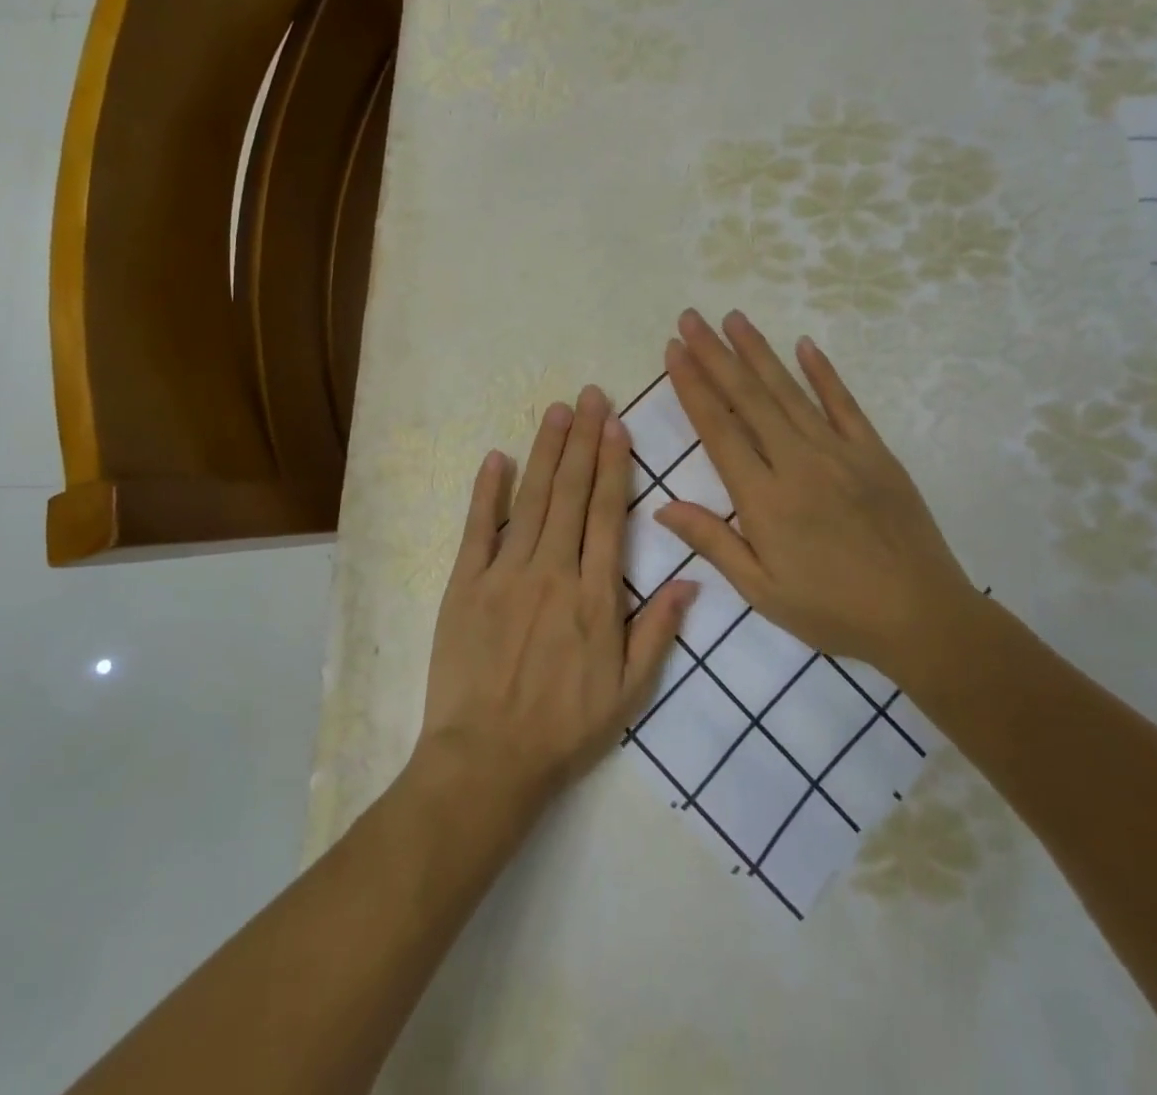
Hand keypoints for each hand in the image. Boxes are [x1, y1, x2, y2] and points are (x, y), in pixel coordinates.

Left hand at [415, 386, 693, 819]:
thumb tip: (692, 579)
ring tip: (556, 411)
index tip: (617, 425)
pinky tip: (497, 457)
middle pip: (570, 493)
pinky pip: (478, 529)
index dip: (613, 465)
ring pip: (531, 500)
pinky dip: (487, 491)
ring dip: (545, 452)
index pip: (607, 514)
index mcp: (594, 595)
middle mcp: (552, 572)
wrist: (487, 760)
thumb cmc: (564, 728)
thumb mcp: (629, 692)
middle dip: (582, 440)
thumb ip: (658, 631)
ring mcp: (505, 574)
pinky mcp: (465, 585)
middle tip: (589, 395)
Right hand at [654, 309, 981, 685]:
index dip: (693, 386)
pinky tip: (804, 345)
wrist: (921, 617)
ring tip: (733, 318)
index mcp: (764, 498)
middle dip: (715, 354)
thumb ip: (712, 542)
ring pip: (790, 391)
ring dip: (758, 352)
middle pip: (749, 398)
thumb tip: (662, 507)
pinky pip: (844, 404)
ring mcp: (840, 452)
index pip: (718, 429)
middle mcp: (798, 462)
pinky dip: (823, 372)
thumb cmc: (832, 610)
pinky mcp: (875, 453)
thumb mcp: (761, 590)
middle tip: (691, 318)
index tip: (674, 351)